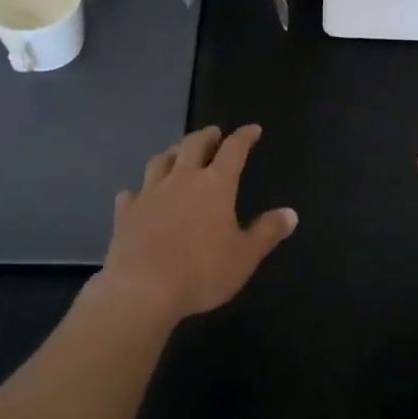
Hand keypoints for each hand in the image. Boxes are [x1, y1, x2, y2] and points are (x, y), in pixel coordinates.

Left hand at [98, 125, 297, 322]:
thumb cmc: (202, 271)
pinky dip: (139, 189)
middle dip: (206, 136)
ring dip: (172, 153)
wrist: (142, 289)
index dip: (244, 136)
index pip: (234, 149)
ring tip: (177, 154)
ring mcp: (150, 192)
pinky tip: (139, 195)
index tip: (253, 129)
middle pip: (193, 144)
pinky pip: (132, 192)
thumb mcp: (245, 256)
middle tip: (213, 133)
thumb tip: (291, 213)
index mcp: (215, 184)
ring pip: (160, 160)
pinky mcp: (126, 211)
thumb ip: (267, 232)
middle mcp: (182, 178)